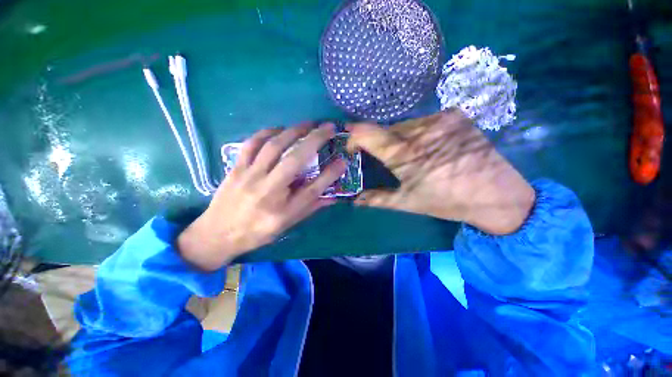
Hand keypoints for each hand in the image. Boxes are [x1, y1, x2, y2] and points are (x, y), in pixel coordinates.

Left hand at [178, 123, 346, 270]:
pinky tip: (278, 130)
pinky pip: (251, 144)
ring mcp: (249, 176)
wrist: (216, 234)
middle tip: (328, 127)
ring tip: (308, 124)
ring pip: (273, 146)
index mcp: (281, 210)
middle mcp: (267, 190)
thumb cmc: (257, 232)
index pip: (312, 189)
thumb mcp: (287, 224)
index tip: (343, 160)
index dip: (330, 174)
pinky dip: (267, 133)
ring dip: (293, 131)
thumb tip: (332, 197)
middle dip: (314, 140)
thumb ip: (310, 208)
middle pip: (294, 160)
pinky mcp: (236, 168)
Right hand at [347, 109, 534, 234]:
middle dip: (379, 142)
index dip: (354, 137)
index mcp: (405, 154)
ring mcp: (441, 119)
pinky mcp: (455, 116)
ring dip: (398, 137)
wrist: (497, 196)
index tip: (352, 146)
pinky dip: (417, 132)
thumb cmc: (447, 201)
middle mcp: (420, 130)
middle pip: (386, 129)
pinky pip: (424, 121)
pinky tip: (427, 145)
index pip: (367, 133)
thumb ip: (377, 199)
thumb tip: (355, 200)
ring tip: (408, 154)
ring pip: (405, 125)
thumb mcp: (408, 203)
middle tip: (383, 157)